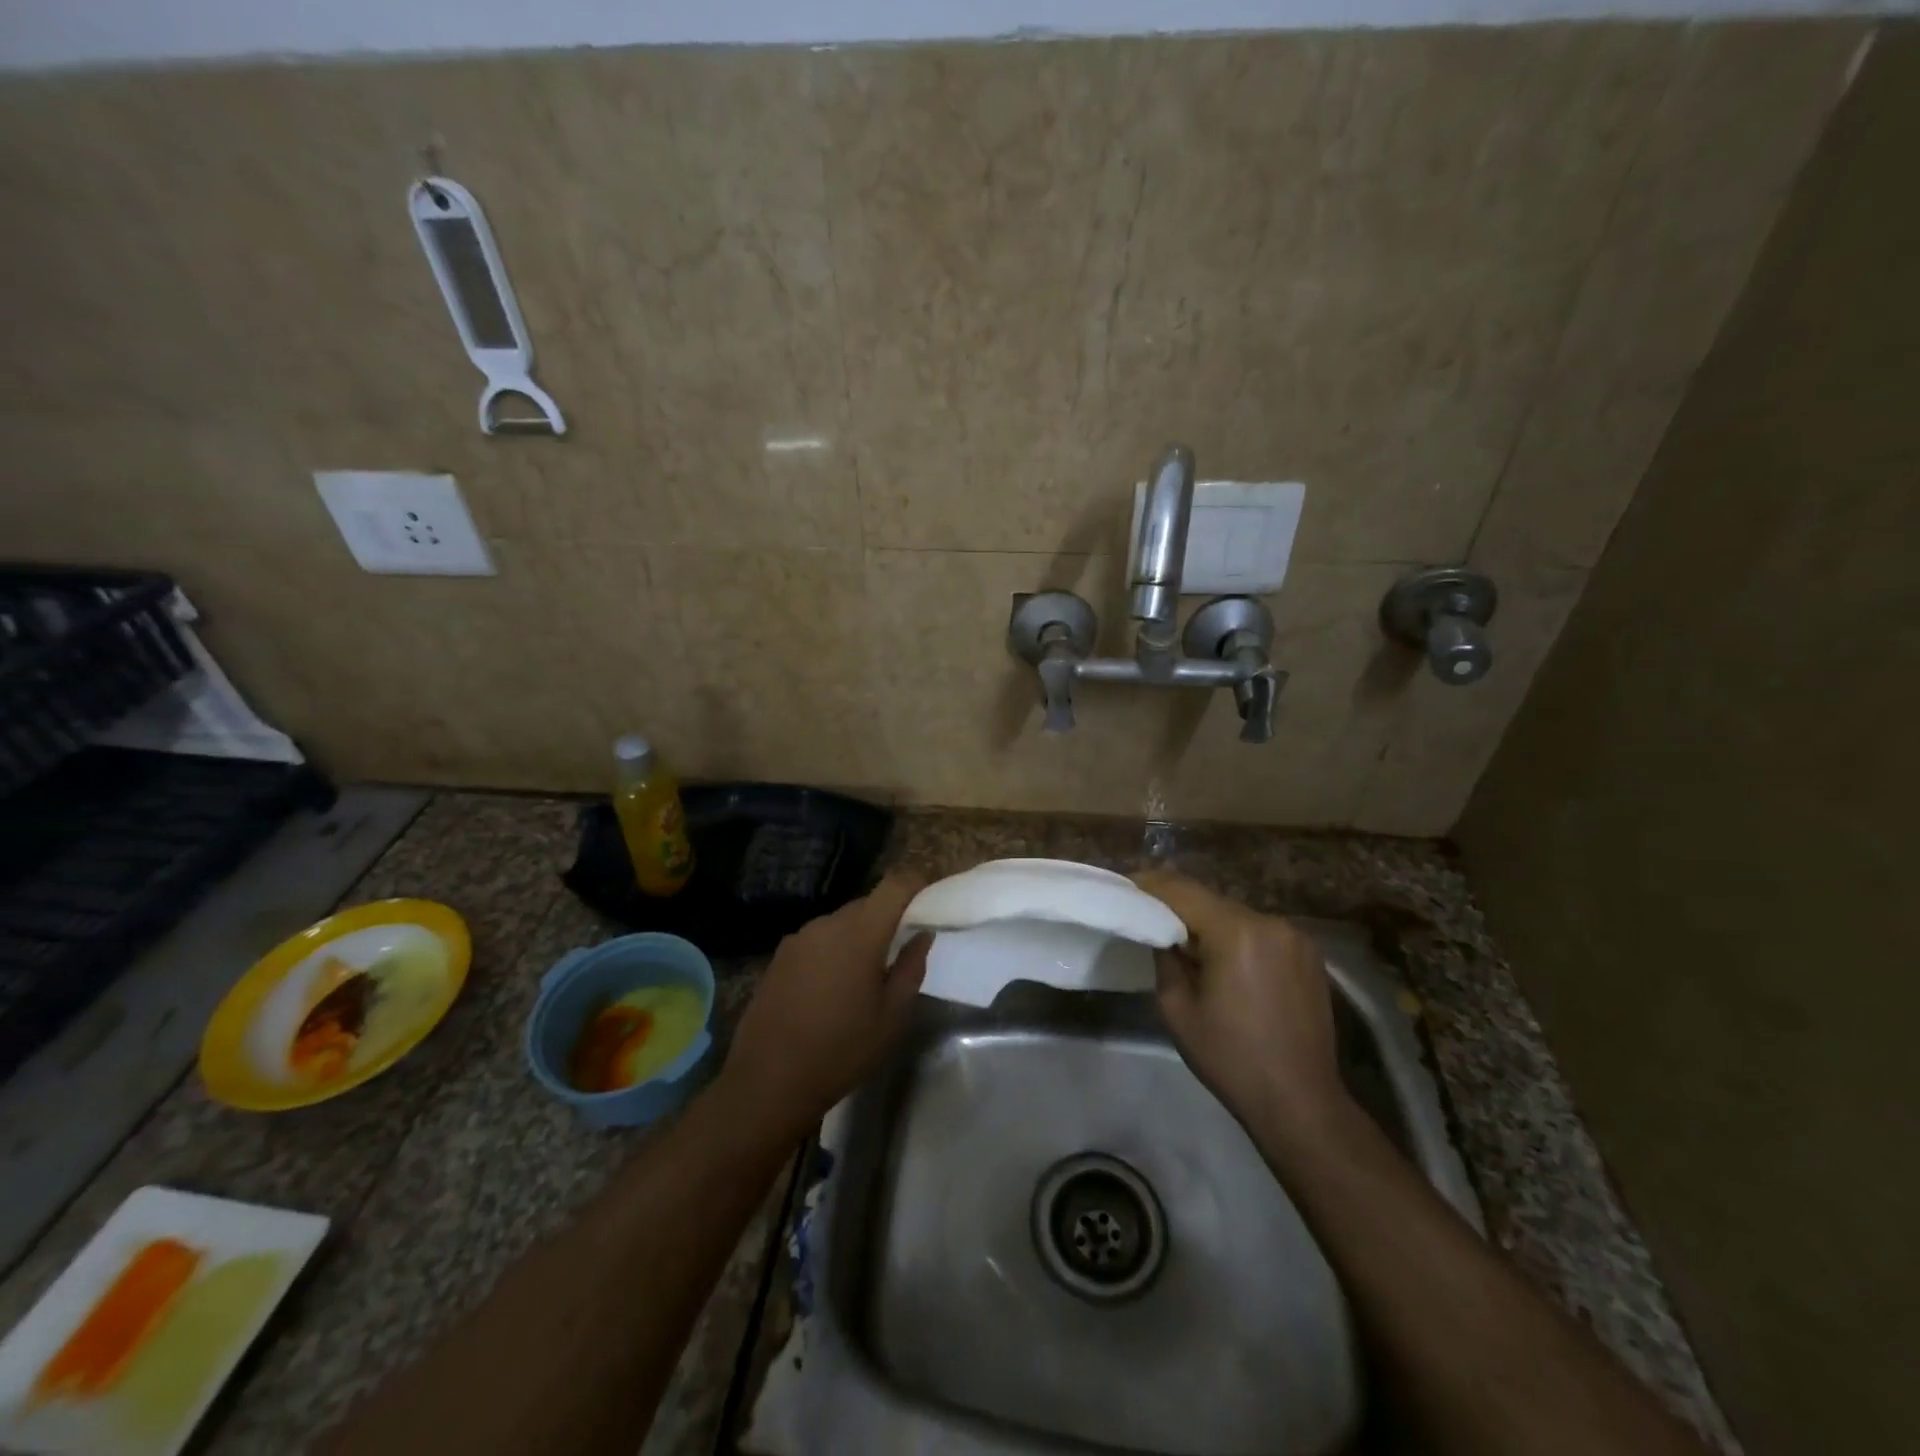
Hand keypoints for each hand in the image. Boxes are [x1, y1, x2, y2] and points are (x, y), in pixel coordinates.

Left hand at [719, 874, 929, 1140]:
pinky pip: (818, 940)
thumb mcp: (892, 1016)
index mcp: (860, 933)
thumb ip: (912, 967)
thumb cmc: (842, 1050)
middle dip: (888, 917)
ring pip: (840, 923)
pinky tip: (831, 988)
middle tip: (902, 947)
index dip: (916, 883)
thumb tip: (922, 934)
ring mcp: (798, 938)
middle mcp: (827, 924)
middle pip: (867, 904)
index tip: (931, 897)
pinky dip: (833, 950)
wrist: (768, 1081)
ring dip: (858, 936)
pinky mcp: (779, 956)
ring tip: (865, 975)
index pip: (894, 885)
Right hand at [1131, 869, 1347, 1137]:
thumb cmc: (1230, 1058)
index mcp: (1236, 931)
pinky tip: (1226, 963)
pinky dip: (1238, 939)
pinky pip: (1261, 933)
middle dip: (1180, 907)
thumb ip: (1164, 957)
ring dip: (1211, 924)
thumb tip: (1163, 933)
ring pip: (1237, 916)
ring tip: (1187, 945)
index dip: (1151, 884)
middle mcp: (1271, 922)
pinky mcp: (1310, 955)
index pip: (1183, 891)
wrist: (1301, 1101)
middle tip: (1150, 917)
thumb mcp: (1176, 1008)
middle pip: (1212, 901)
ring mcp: (1296, 937)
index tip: (1128, 885)